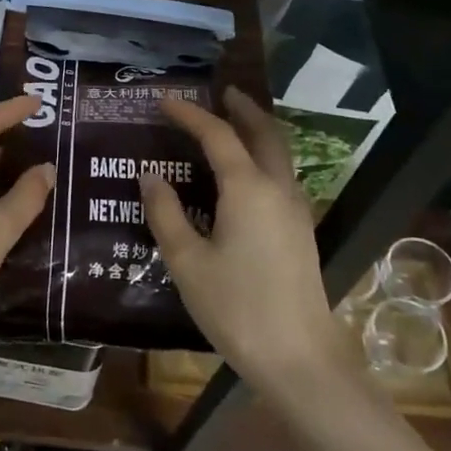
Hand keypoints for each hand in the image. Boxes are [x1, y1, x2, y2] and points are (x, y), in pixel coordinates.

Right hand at [139, 88, 343, 383]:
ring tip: (234, 123)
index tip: (165, 101)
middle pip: (264, 132)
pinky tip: (246, 173)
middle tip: (222, 93)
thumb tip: (150, 175)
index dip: (190, 114)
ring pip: (280, 153)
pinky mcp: (301, 230)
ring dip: (258, 130)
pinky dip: (265, 156)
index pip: (217, 135)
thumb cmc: (235, 307)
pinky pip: (283, 175)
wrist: (298, 357)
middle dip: (243, 108)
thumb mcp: (187, 261)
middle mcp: (277, 188)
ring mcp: (296, 209)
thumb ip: (166, 213)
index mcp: (247, 189)